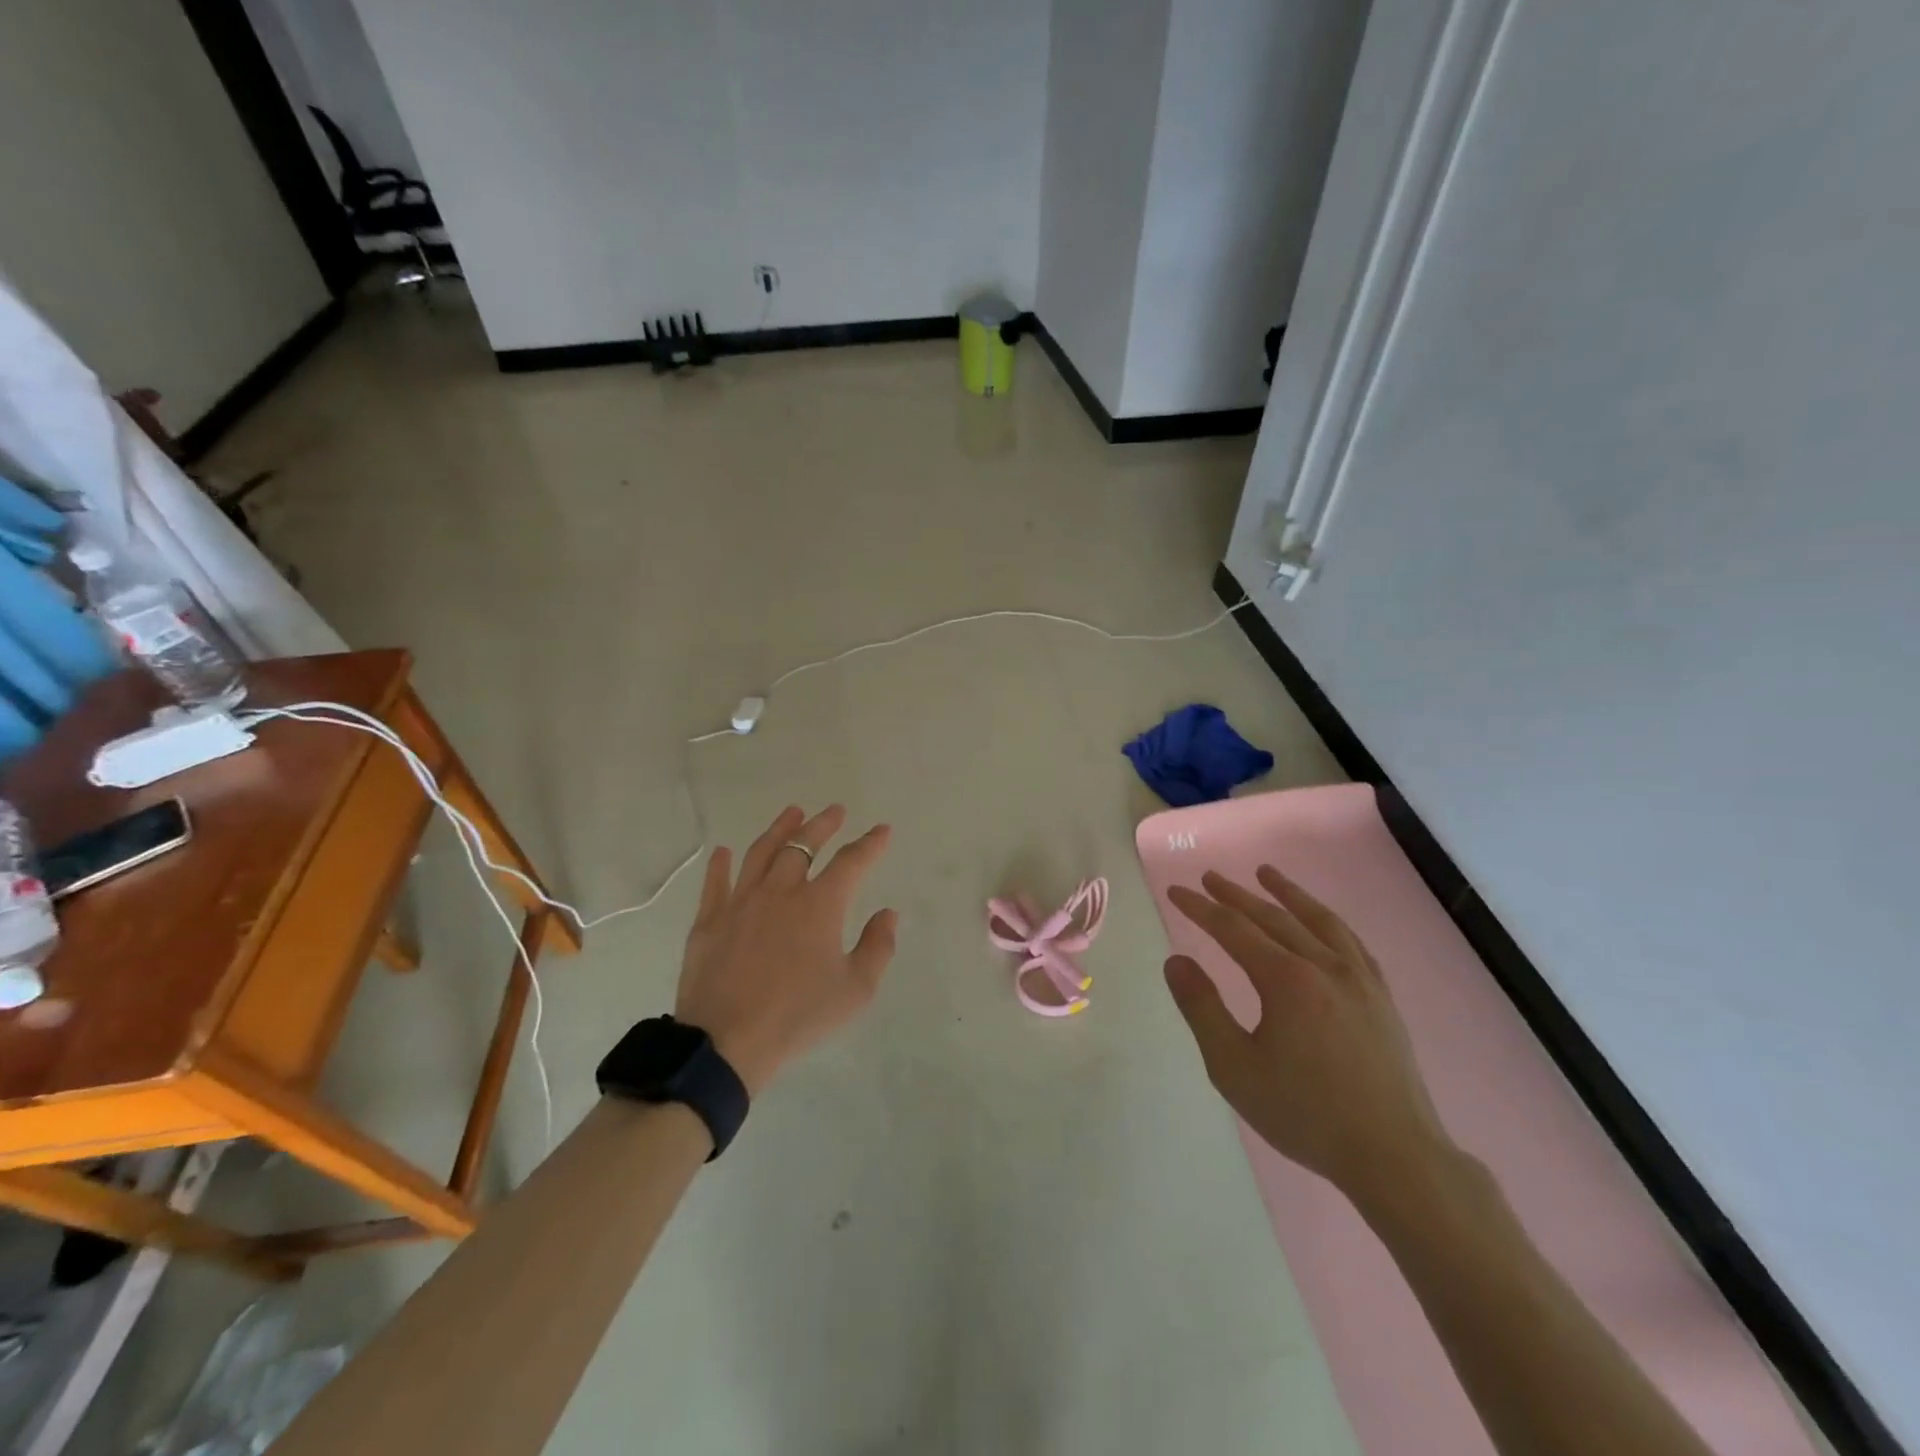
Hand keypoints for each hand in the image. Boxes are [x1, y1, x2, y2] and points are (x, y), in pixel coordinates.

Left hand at [675, 805, 897, 1094]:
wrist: (726, 1043)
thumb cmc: (798, 1017)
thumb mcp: (856, 990)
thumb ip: (878, 947)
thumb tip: (888, 914)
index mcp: (820, 905)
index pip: (852, 862)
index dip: (870, 844)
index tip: (882, 830)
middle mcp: (781, 891)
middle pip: (804, 845)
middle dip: (823, 824)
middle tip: (835, 811)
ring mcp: (741, 902)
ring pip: (761, 853)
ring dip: (780, 829)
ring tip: (792, 813)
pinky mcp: (709, 921)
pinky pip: (716, 883)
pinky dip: (721, 864)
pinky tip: (723, 851)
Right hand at [1163, 867, 1452, 1209]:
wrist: (1393, 1155)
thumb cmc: (1304, 1113)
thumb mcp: (1234, 1067)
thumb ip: (1202, 1008)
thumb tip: (1176, 961)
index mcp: (1285, 980)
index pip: (1233, 929)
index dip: (1200, 908)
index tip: (1176, 891)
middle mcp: (1324, 966)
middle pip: (1272, 917)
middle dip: (1236, 895)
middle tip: (1209, 877)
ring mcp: (1359, 979)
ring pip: (1318, 920)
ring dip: (1287, 893)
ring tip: (1266, 874)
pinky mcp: (1381, 997)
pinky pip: (1351, 942)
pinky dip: (1328, 921)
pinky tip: (1321, 921)